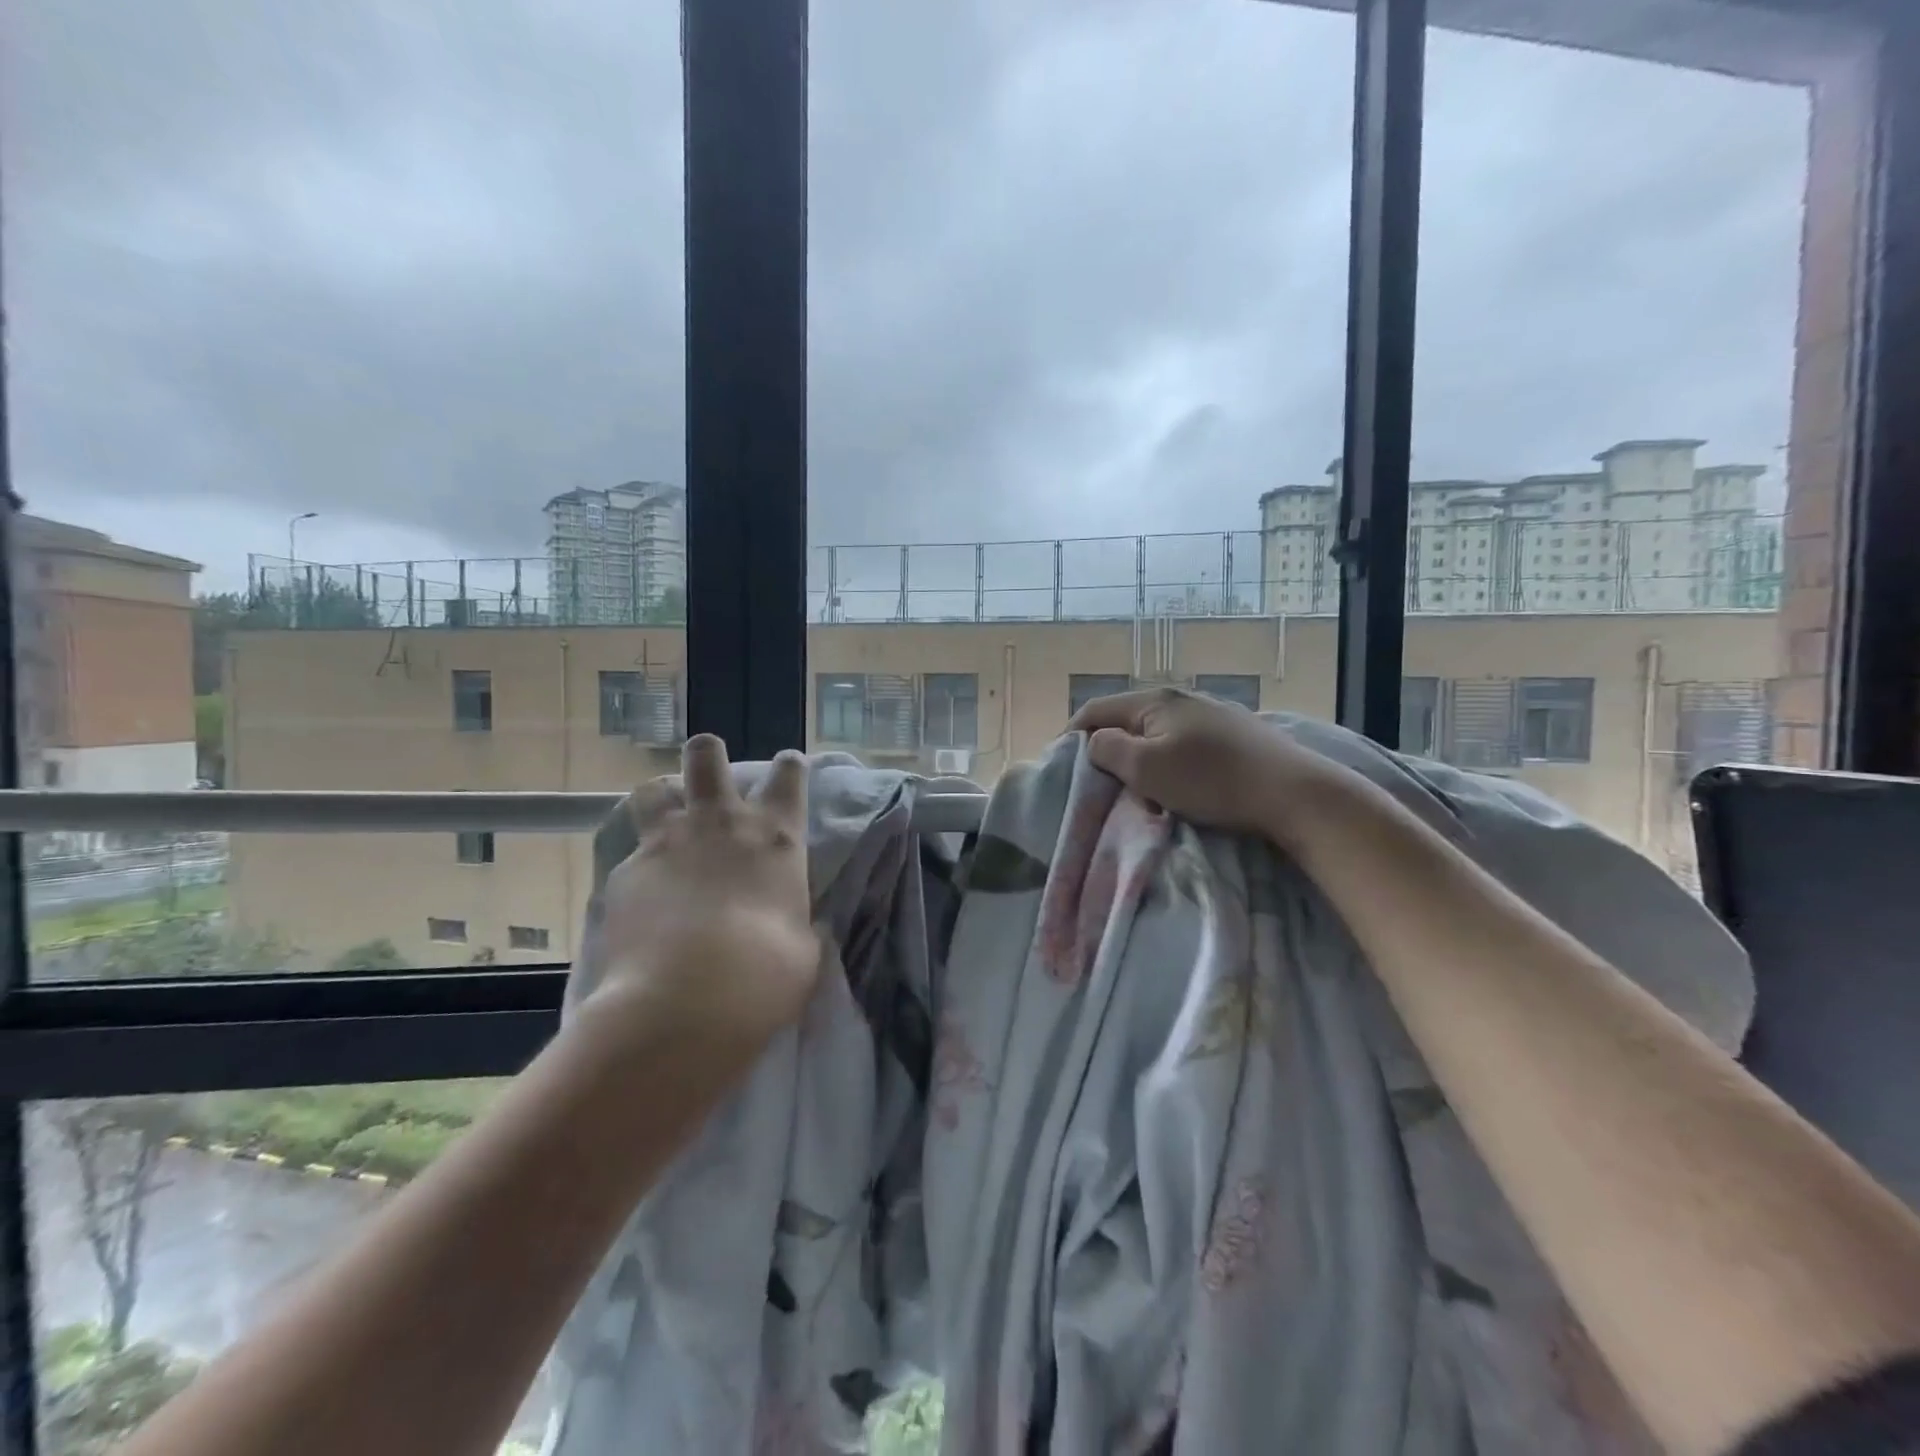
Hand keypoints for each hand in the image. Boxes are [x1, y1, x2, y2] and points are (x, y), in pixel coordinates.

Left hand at [590, 735, 818, 1051]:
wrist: (687, 1001)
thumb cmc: (766, 974)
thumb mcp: (804, 949)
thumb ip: (800, 925)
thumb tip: (799, 926)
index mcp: (776, 836)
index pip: (789, 776)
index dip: (789, 767)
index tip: (788, 767)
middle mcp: (721, 824)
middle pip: (706, 755)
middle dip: (708, 755)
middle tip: (709, 776)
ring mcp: (668, 843)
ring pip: (653, 789)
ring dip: (662, 799)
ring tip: (665, 824)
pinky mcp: (625, 873)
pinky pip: (630, 855)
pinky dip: (639, 868)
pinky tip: (642, 899)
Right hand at [1067, 687, 1349, 846]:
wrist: (1292, 792)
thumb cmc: (1211, 780)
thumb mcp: (1146, 768)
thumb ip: (1108, 749)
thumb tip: (1095, 742)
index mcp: (1154, 700)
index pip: (1095, 710)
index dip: (1071, 737)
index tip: (1061, 768)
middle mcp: (1180, 697)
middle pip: (1125, 718)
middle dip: (1106, 747)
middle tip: (1098, 781)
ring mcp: (1210, 712)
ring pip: (1155, 731)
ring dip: (1138, 755)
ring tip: (1135, 785)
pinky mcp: (1233, 732)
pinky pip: (1182, 741)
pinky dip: (1167, 759)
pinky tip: (1177, 781)